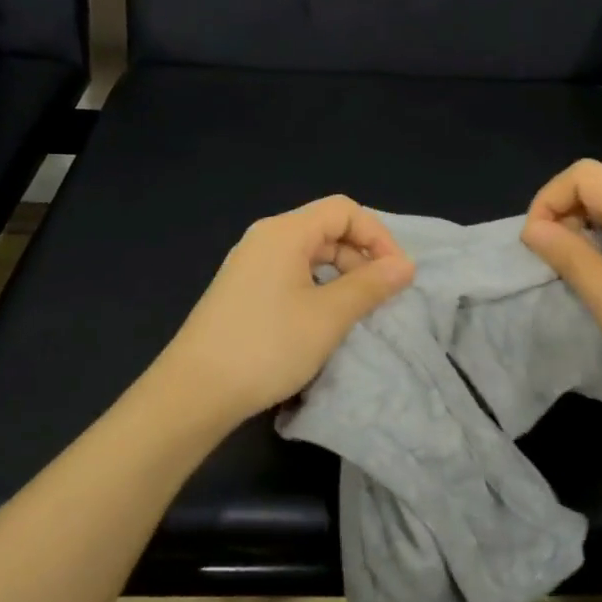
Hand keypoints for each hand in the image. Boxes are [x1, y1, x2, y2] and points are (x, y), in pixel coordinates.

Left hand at [154, 195, 415, 433]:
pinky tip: (322, 318)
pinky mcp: (241, 289)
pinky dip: (316, 286)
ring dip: (340, 274)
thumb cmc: (267, 346)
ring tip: (356, 310)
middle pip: (326, 228)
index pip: (344, 210)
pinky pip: (289, 272)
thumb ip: (370, 286)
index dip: (377, 236)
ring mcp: (249, 263)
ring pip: (308, 253)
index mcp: (285, 232)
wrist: (195, 391)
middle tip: (380, 296)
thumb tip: (405, 265)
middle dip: (360, 256)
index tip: (397, 274)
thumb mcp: (329, 316)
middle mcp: (265, 237)